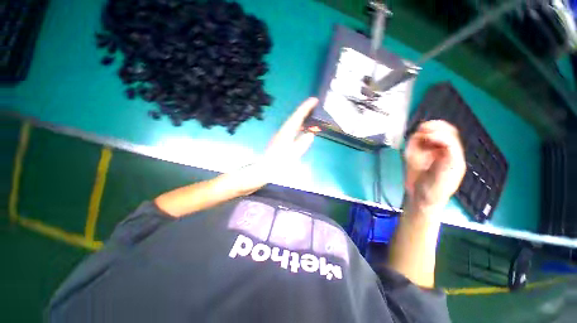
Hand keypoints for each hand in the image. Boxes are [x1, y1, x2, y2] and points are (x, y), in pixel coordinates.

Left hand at [264, 97, 317, 164]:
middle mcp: (283, 131)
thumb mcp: (292, 154)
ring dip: (302, 117)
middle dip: (304, 110)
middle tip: (315, 105)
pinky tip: (302, 129)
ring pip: (293, 123)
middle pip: (295, 117)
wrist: (265, 168)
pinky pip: (292, 129)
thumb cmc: (278, 162)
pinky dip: (299, 126)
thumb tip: (310, 135)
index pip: (297, 116)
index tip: (314, 99)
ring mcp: (281, 135)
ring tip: (311, 115)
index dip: (306, 107)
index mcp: (287, 132)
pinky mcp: (281, 140)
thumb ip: (302, 144)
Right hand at [404, 120, 465, 215]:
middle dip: (434, 127)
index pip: (450, 136)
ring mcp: (428, 152)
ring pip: (429, 133)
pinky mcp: (414, 155)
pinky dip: (413, 139)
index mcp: (453, 154)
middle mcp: (441, 151)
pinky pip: (415, 142)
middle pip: (443, 130)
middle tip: (421, 130)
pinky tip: (411, 143)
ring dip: (422, 132)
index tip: (427, 137)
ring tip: (416, 136)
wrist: (419, 198)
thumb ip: (447, 155)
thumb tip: (436, 138)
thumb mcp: (446, 174)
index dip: (440, 133)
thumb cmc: (435, 190)